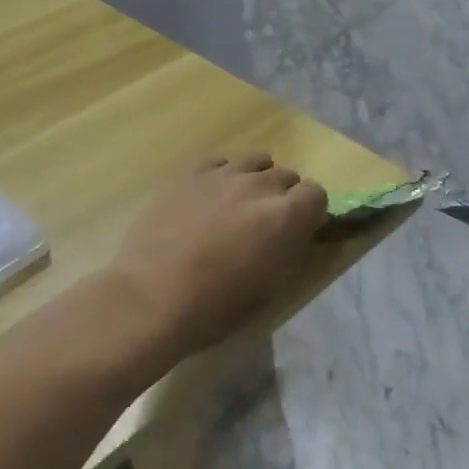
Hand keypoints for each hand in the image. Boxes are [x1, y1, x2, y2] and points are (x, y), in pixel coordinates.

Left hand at [112, 153, 327, 352]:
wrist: (151, 299)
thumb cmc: (217, 306)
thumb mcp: (272, 286)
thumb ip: (291, 249)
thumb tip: (296, 231)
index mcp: (286, 216)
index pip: (317, 193)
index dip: (310, 212)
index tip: (298, 231)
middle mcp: (259, 186)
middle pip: (286, 176)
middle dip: (283, 197)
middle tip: (265, 224)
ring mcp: (222, 175)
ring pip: (255, 162)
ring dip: (256, 180)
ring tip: (239, 206)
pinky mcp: (188, 174)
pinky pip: (219, 162)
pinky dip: (224, 175)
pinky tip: (211, 198)